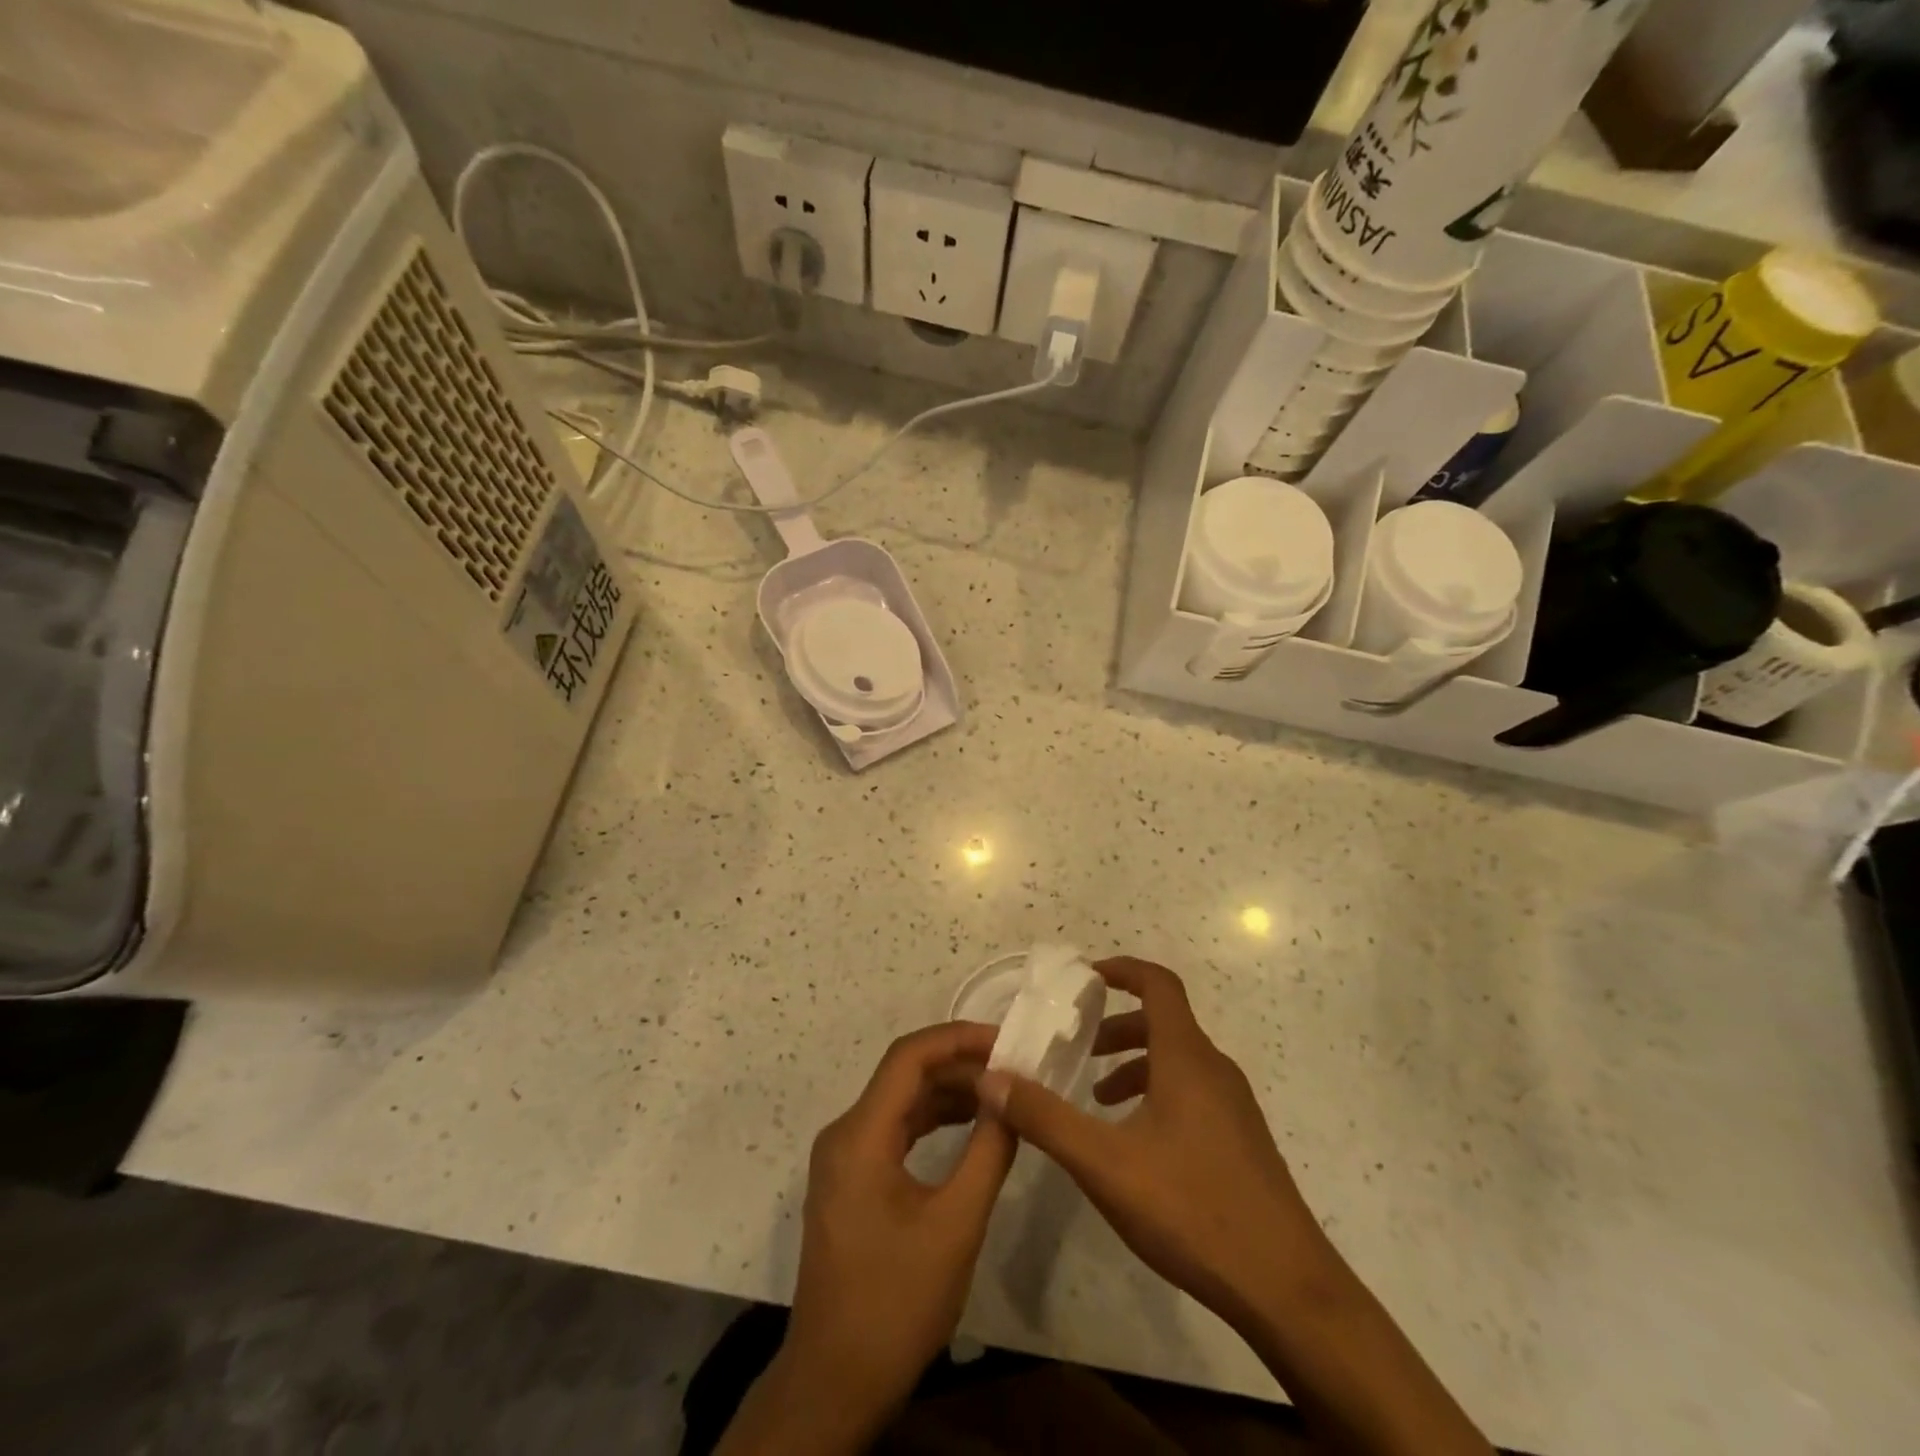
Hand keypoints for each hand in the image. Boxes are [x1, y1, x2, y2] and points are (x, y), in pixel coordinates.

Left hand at [763, 1021, 1015, 1448]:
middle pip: (905, 1076)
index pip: (909, 1057)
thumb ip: (988, 1152)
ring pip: (901, 1102)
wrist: (835, 1382)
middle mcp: (845, 1133)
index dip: (958, 1038)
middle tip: (1013, 1070)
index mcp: (861, 1135)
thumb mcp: (956, 1226)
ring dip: (949, 1093)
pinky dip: (933, 1121)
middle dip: (960, 1066)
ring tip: (1001, 1095)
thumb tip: (1010, 1097)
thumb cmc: (896, 1302)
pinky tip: (970, 1128)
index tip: (1005, 1041)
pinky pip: (895, 1131)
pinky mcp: (851, 1181)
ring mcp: (844, 1158)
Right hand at [975, 956, 1328, 1329]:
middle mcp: (1214, 1069)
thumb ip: (1045, 1118)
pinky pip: (1192, 1092)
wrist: (1287, 1289)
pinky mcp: (1241, 1140)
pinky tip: (1134, 1142)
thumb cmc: (1192, 1209)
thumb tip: (991, 1079)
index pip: (1158, 984)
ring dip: (1133, 1064)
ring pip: (1177, 1061)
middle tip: (1076, 1045)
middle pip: (1163, 1022)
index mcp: (1187, 1058)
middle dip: (1115, 1025)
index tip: (1084, 977)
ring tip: (1095, 1096)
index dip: (1122, 969)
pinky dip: (1156, 1093)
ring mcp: (1233, 1106)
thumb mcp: (1104, 1164)